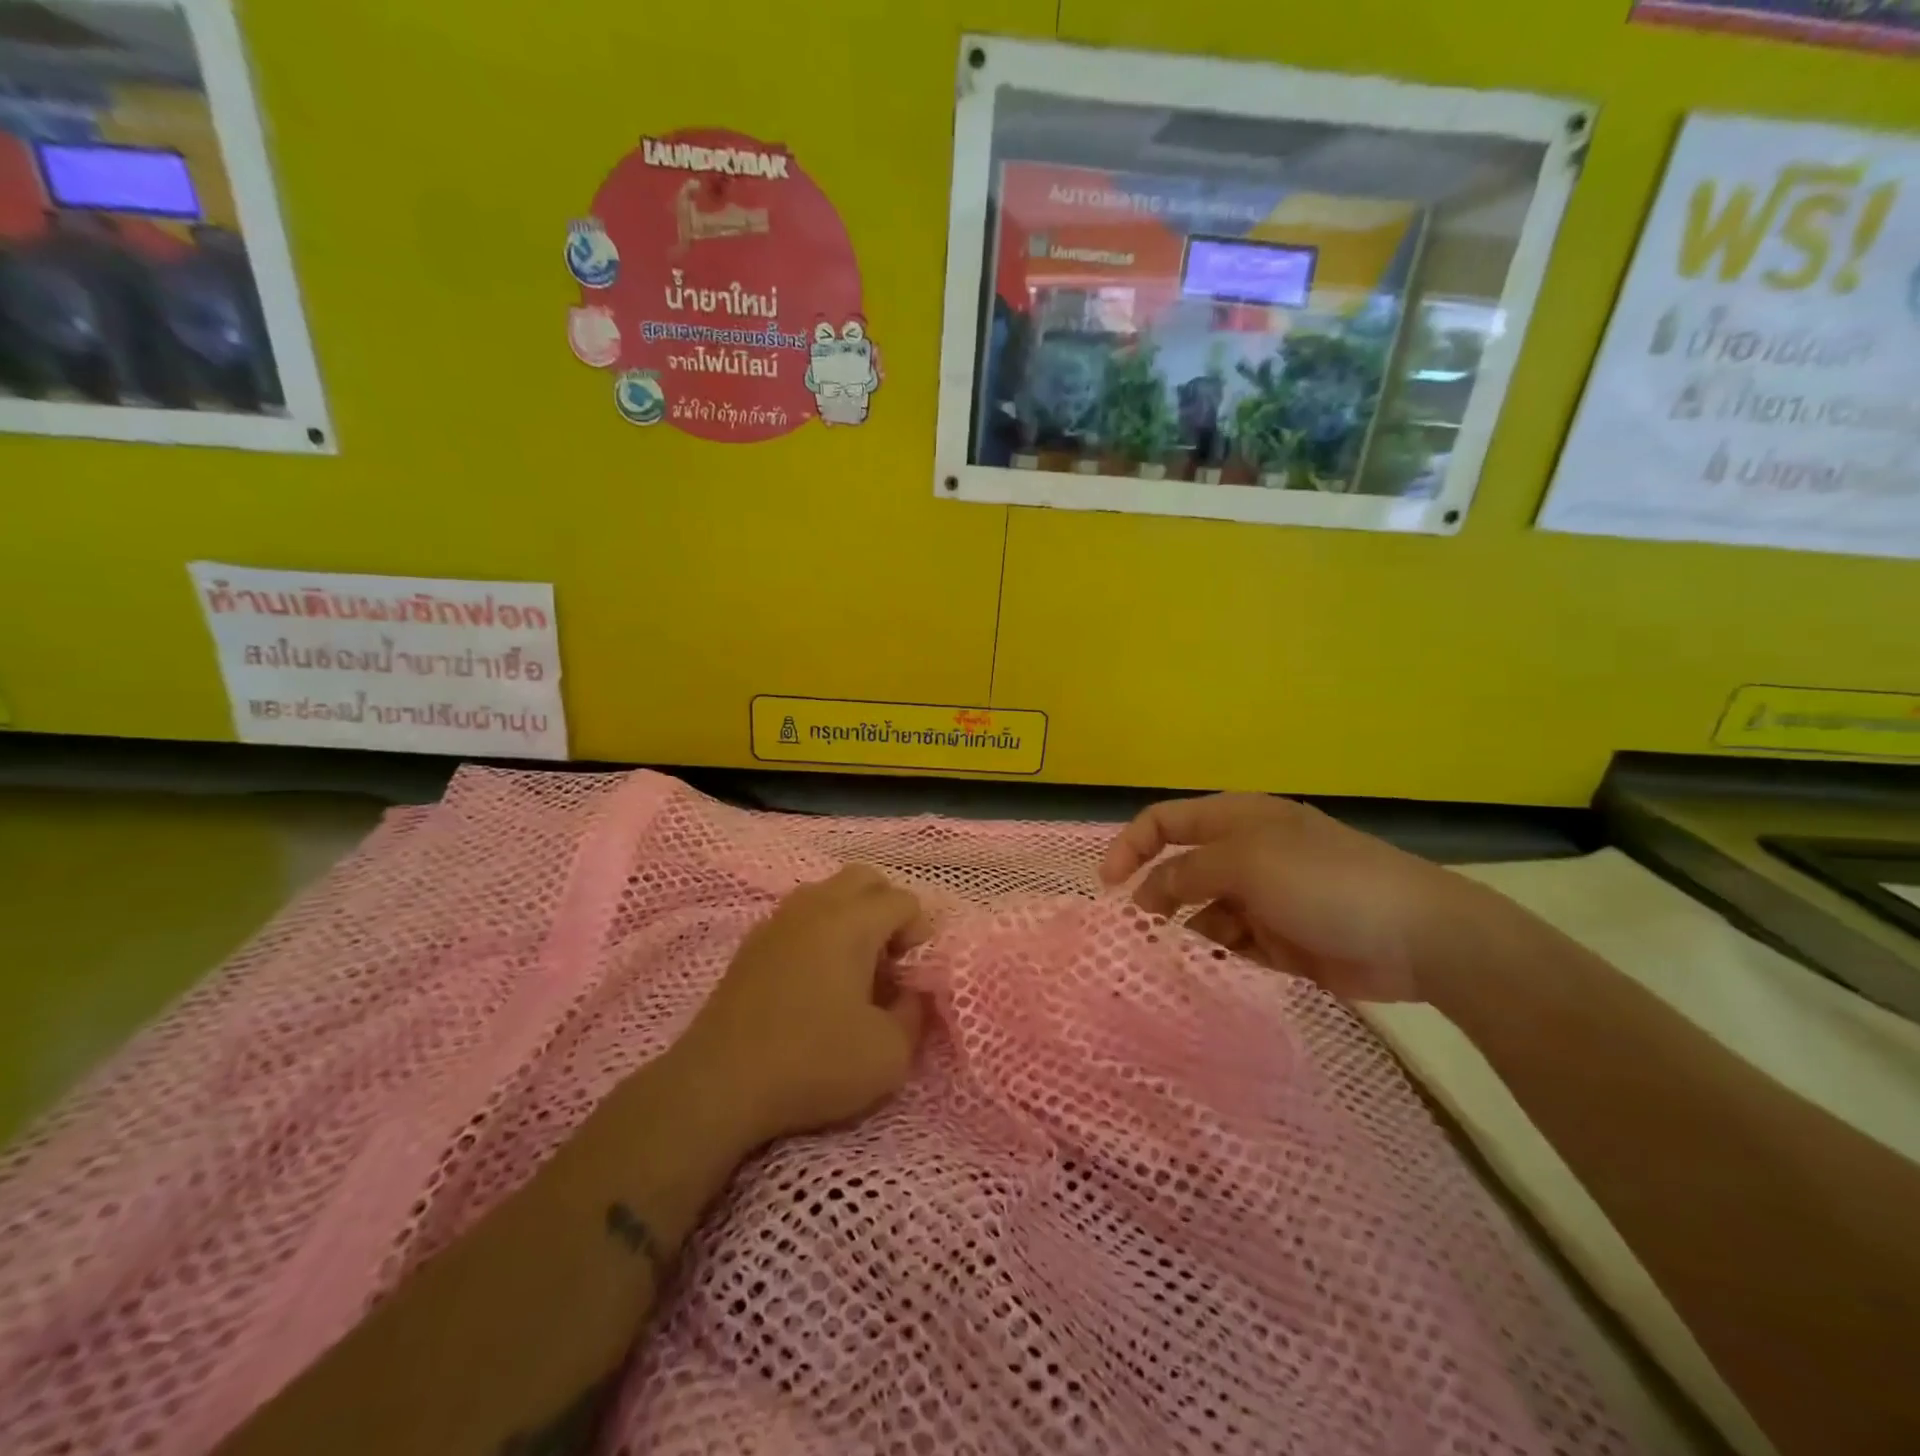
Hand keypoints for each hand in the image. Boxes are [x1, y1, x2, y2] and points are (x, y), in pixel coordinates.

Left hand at [676, 865, 932, 1147]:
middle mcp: (815, 906)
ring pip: (827, 893)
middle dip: (886, 908)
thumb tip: (911, 992)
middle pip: (864, 879)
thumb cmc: (813, 1063)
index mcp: (852, 921)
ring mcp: (777, 921)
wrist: (720, 1084)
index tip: (910, 977)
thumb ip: (914, 1013)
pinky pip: (798, 916)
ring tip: (853, 968)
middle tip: (888, 958)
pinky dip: (818, 932)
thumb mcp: (889, 1054)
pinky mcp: (751, 944)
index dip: (919, 934)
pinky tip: (814, 980)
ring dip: (850, 917)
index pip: (903, 900)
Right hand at [1099, 793, 1468, 1003]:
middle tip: (1134, 933)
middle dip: (1154, 896)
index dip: (1131, 846)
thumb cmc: (1323, 881)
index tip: (1108, 886)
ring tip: (1168, 959)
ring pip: (1202, 911)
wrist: (1417, 936)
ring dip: (1183, 931)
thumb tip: (1149, 893)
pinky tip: (1207, 971)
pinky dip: (1215, 955)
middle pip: (1181, 869)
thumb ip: (1187, 872)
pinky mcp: (1280, 941)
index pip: (1166, 821)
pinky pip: (1231, 944)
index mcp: (1237, 820)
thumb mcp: (1246, 863)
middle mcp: (1245, 854)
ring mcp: (1264, 898)